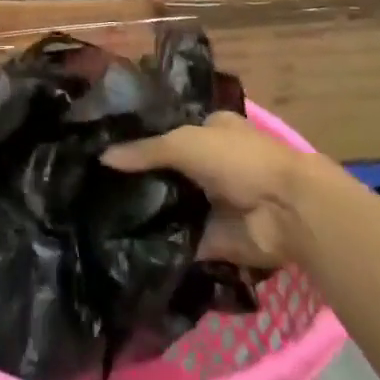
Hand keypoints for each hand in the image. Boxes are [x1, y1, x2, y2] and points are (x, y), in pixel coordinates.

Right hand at [101, 114, 311, 269]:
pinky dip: (159, 246)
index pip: (169, 133)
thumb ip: (145, 151)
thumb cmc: (238, 161)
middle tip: (94, 190)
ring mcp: (213, 204)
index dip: (141, 141)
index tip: (103, 151)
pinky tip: (123, 247)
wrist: (285, 211)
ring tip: (99, 219)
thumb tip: (102, 157)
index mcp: (211, 131)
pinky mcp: (214, 240)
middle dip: (140, 181)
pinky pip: (180, 242)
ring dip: (147, 214)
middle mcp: (212, 165)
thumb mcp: (185, 143)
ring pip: (172, 207)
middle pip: (168, 172)